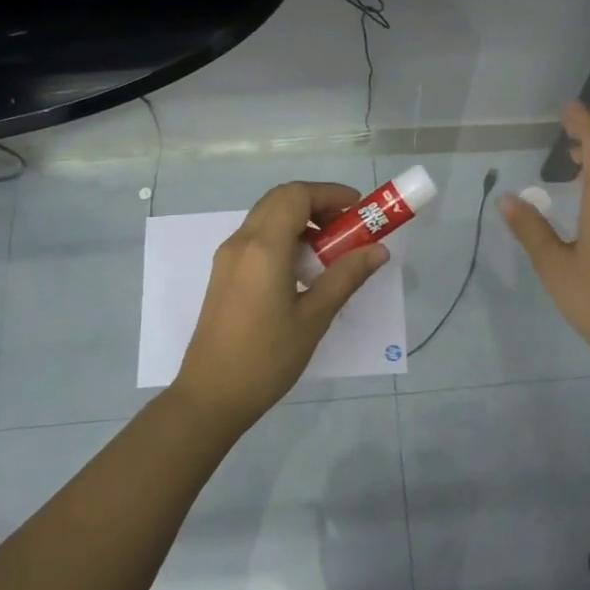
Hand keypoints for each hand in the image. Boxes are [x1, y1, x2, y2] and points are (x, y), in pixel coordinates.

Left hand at [169, 183, 389, 432]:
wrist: (211, 395)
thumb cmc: (267, 358)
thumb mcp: (314, 318)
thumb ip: (346, 277)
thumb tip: (378, 250)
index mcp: (264, 248)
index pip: (297, 195)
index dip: (331, 194)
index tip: (359, 210)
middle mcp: (241, 242)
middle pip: (280, 199)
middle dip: (316, 203)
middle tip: (347, 227)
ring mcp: (228, 257)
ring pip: (266, 216)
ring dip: (299, 219)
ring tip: (329, 250)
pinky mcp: (223, 273)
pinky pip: (255, 237)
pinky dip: (282, 236)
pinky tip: (301, 268)